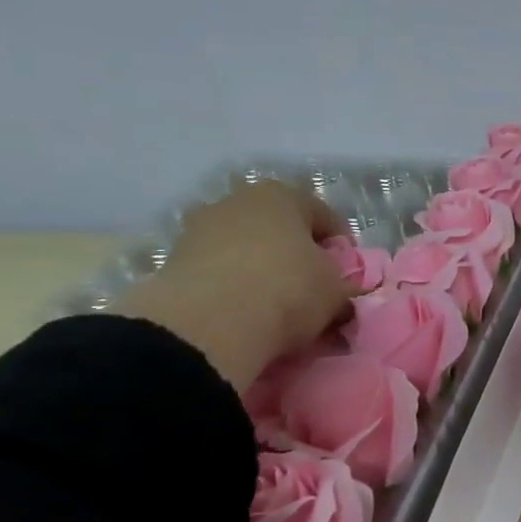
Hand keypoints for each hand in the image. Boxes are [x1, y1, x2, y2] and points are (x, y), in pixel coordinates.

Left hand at [114, 181, 355, 390]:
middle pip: (280, 229)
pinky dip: (234, 287)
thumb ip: (344, 287)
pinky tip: (247, 312)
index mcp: (282, 195)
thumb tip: (346, 295)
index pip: (326, 217)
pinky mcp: (172, 262)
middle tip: (313, 287)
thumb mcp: (336, 292)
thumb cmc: (288, 290)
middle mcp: (237, 202)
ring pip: (246, 249)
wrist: (207, 325)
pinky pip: (218, 271)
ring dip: (263, 270)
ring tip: (277, 305)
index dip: (342, 248)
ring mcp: (199, 229)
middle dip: (298, 255)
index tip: (348, 276)